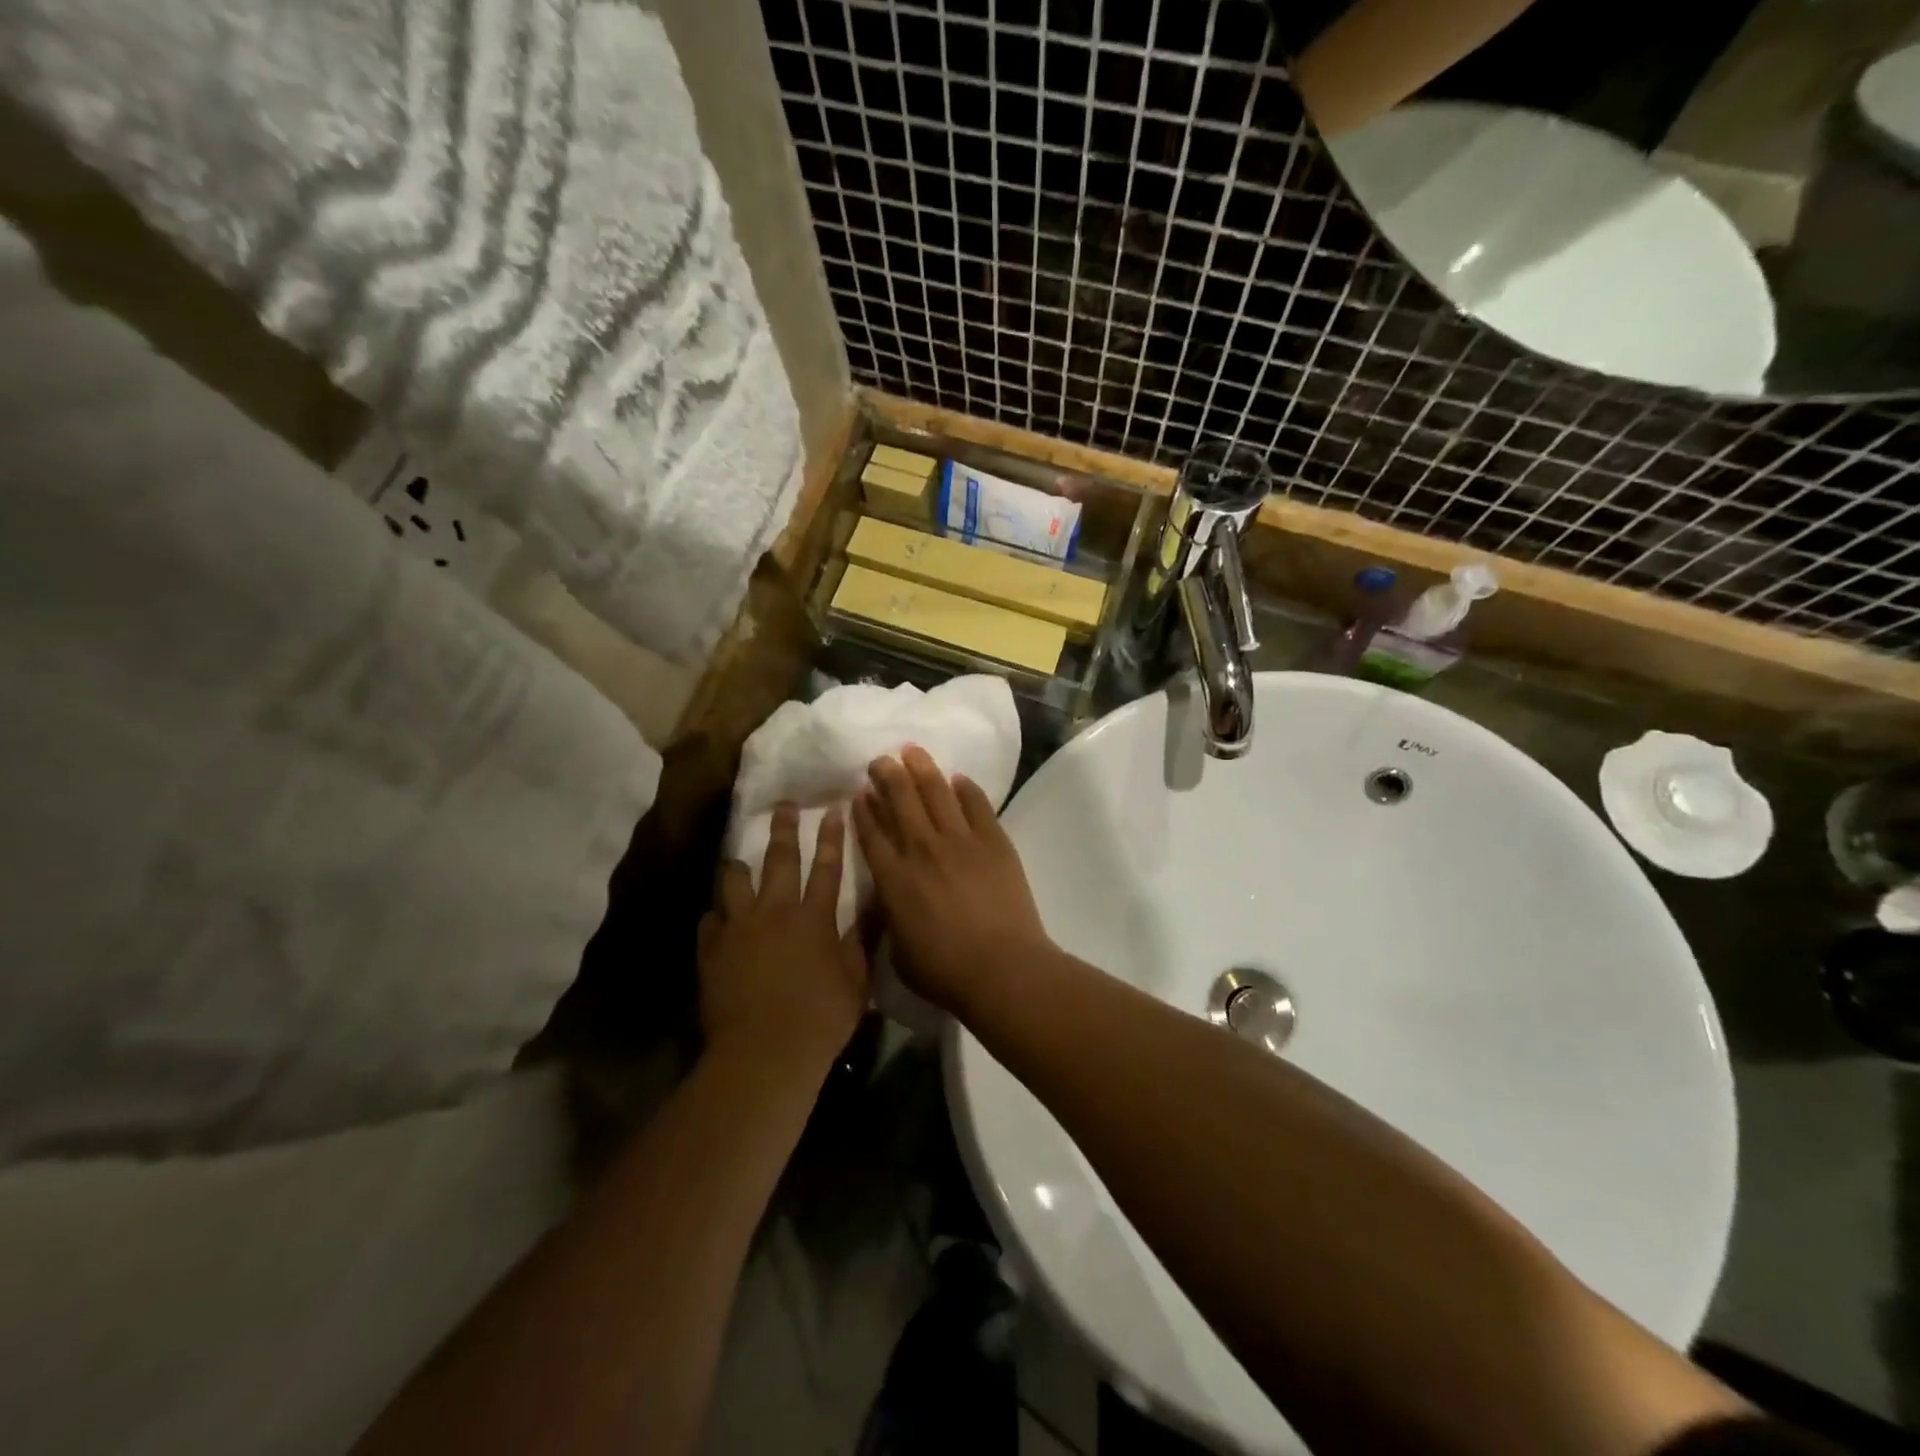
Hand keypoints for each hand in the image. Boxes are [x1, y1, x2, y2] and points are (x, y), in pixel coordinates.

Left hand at [699, 804, 869, 1074]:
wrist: (764, 1052)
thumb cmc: (821, 1018)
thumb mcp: (856, 980)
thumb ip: (863, 939)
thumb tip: (876, 906)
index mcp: (814, 917)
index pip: (828, 867)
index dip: (832, 838)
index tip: (833, 811)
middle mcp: (775, 912)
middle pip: (780, 860)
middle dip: (785, 830)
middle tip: (784, 806)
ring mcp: (739, 928)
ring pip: (735, 882)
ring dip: (739, 867)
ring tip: (738, 861)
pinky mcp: (712, 950)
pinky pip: (710, 921)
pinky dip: (716, 917)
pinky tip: (717, 919)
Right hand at [851, 747, 1053, 1017]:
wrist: (1001, 968)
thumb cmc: (944, 972)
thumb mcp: (898, 952)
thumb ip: (890, 918)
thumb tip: (890, 899)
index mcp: (893, 879)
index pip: (871, 833)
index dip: (863, 809)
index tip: (860, 792)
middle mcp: (921, 850)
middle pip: (900, 800)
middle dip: (887, 775)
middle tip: (881, 760)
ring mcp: (960, 841)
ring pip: (936, 792)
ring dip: (921, 768)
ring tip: (912, 751)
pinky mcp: (993, 840)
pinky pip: (977, 804)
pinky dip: (965, 789)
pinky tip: (958, 779)